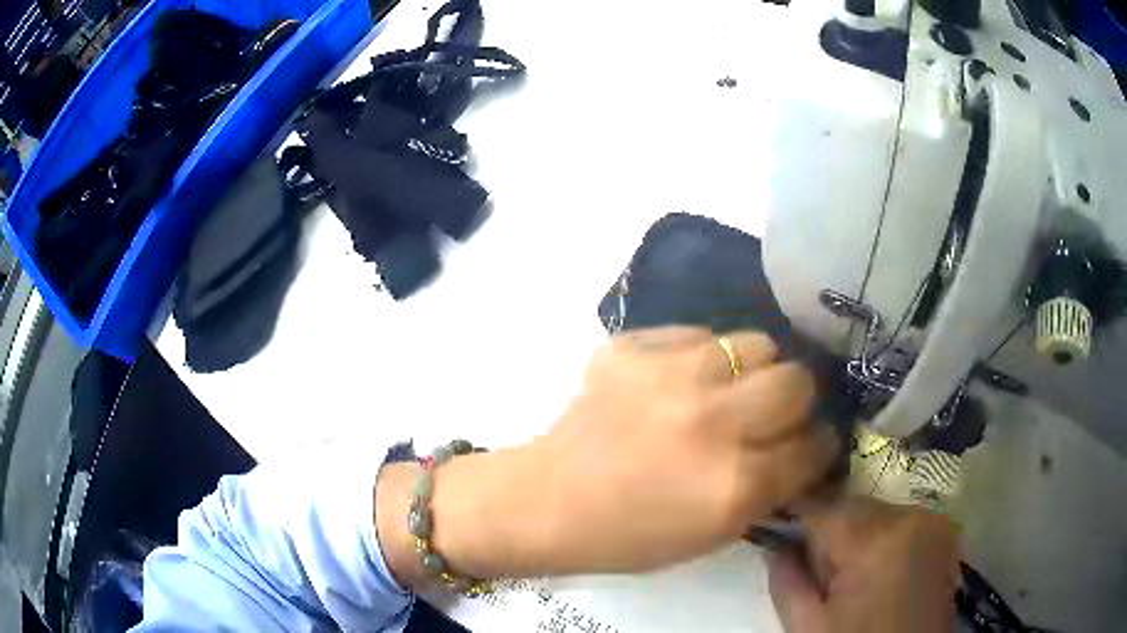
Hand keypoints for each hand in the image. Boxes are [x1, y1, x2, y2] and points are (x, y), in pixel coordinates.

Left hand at [519, 327, 838, 573]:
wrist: (549, 501)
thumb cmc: (631, 535)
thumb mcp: (716, 533)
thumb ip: (771, 488)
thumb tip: (806, 446)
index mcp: (734, 484)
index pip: (814, 445)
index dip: (819, 446)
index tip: (810, 444)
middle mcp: (713, 421)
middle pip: (797, 381)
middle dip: (796, 402)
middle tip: (771, 415)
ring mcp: (671, 375)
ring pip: (757, 343)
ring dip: (754, 371)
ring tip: (728, 391)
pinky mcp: (634, 347)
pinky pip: (699, 335)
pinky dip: (702, 358)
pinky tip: (678, 384)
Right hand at [769, 498, 959, 632]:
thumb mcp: (809, 627)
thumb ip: (787, 582)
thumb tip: (777, 546)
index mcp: (876, 538)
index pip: (821, 504)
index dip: (794, 516)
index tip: (777, 530)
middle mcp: (912, 516)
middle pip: (853, 506)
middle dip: (830, 532)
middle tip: (819, 572)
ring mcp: (935, 522)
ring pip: (878, 513)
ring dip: (859, 536)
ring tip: (851, 577)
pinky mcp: (946, 533)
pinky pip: (902, 523)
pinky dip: (884, 540)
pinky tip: (879, 573)